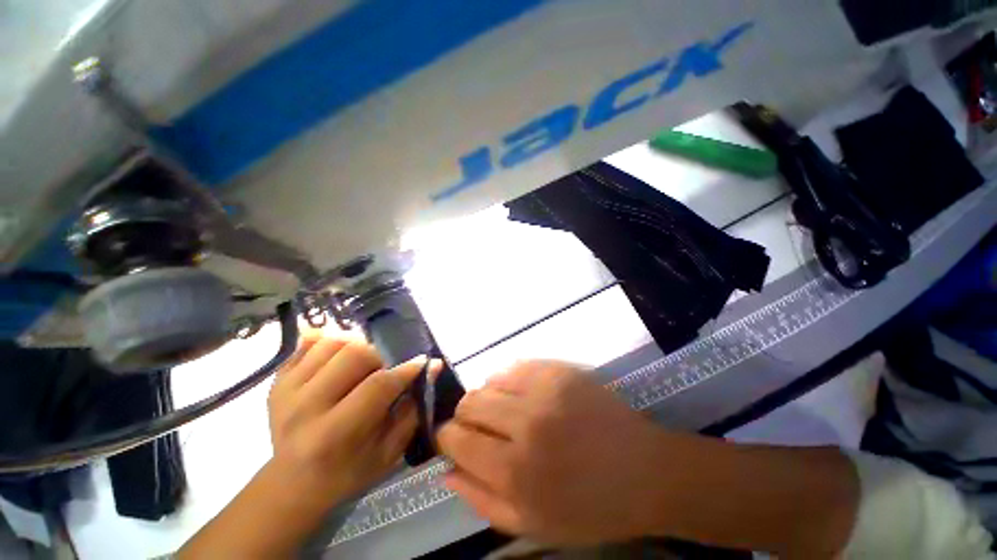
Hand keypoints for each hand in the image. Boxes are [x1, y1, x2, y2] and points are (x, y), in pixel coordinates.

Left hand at [266, 333, 428, 511]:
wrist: (292, 484)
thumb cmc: (348, 472)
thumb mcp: (389, 451)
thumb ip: (412, 408)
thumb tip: (432, 367)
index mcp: (335, 433)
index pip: (378, 386)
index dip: (406, 369)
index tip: (423, 362)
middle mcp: (306, 407)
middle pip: (355, 355)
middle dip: (380, 357)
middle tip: (385, 370)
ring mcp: (287, 390)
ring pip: (334, 343)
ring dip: (358, 347)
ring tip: (364, 364)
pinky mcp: (278, 380)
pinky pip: (308, 343)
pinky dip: (330, 342)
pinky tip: (340, 355)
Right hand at [436, 361, 668, 544]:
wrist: (644, 470)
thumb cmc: (590, 506)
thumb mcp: (532, 523)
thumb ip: (481, 499)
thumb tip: (447, 470)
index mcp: (516, 471)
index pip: (457, 438)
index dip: (448, 436)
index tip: (454, 438)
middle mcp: (526, 422)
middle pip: (470, 403)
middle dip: (466, 416)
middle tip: (483, 427)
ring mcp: (545, 389)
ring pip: (490, 380)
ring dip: (490, 396)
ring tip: (508, 411)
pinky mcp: (559, 370)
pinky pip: (516, 365)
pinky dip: (510, 380)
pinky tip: (524, 394)